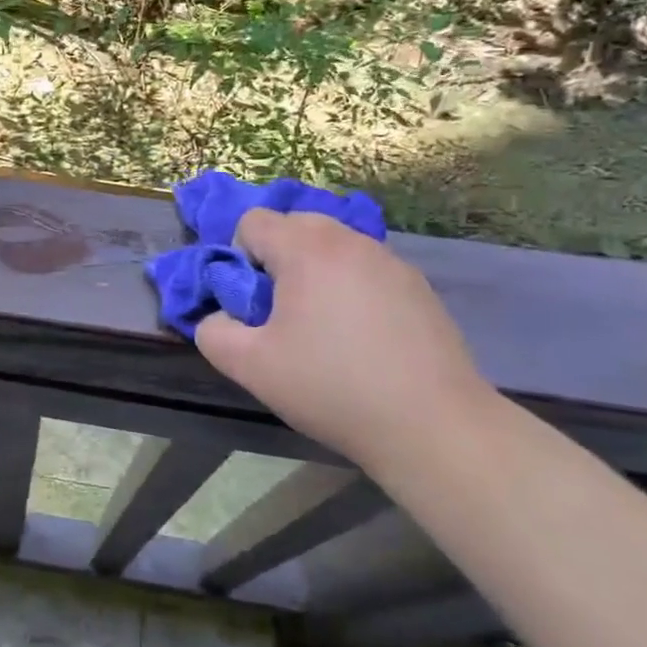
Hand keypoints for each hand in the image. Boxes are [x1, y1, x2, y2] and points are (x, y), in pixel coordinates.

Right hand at [195, 211, 498, 465]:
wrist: (433, 426)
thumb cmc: (332, 388)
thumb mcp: (250, 367)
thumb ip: (212, 331)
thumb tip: (218, 316)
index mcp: (306, 249)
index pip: (253, 220)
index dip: (239, 256)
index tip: (252, 302)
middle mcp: (349, 240)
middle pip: (294, 224)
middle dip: (276, 257)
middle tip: (281, 310)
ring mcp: (389, 260)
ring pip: (333, 244)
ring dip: (314, 270)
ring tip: (323, 325)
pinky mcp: (418, 285)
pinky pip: (365, 267)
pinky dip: (350, 285)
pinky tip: (362, 336)